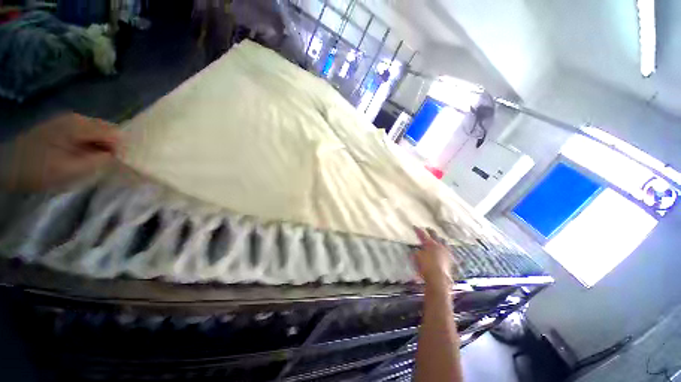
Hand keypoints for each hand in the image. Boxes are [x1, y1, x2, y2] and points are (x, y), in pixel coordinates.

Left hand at [0, 113, 119, 190]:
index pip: (115, 133)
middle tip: (109, 165)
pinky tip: (86, 156)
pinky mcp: (64, 127)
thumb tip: (119, 156)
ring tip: (97, 163)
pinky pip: (89, 134)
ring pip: (100, 132)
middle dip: (114, 147)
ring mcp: (70, 121)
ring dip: (103, 147)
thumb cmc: (38, 169)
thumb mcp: (69, 169)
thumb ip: (98, 160)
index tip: (120, 164)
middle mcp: (78, 118)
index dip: (122, 148)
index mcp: (79, 126)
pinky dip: (93, 145)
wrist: (7, 165)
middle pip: (109, 130)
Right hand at [412, 227, 459, 287]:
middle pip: (435, 235)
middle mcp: (439, 246)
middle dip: (431, 231)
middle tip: (428, 228)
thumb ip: (416, 251)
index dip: (418, 230)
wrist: (438, 278)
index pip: (422, 234)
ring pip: (444, 242)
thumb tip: (417, 249)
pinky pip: (449, 251)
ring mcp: (446, 252)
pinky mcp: (450, 260)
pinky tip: (446, 250)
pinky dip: (446, 249)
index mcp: (430, 244)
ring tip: (439, 238)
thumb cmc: (425, 266)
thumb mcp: (417, 257)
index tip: (414, 226)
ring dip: (440, 239)